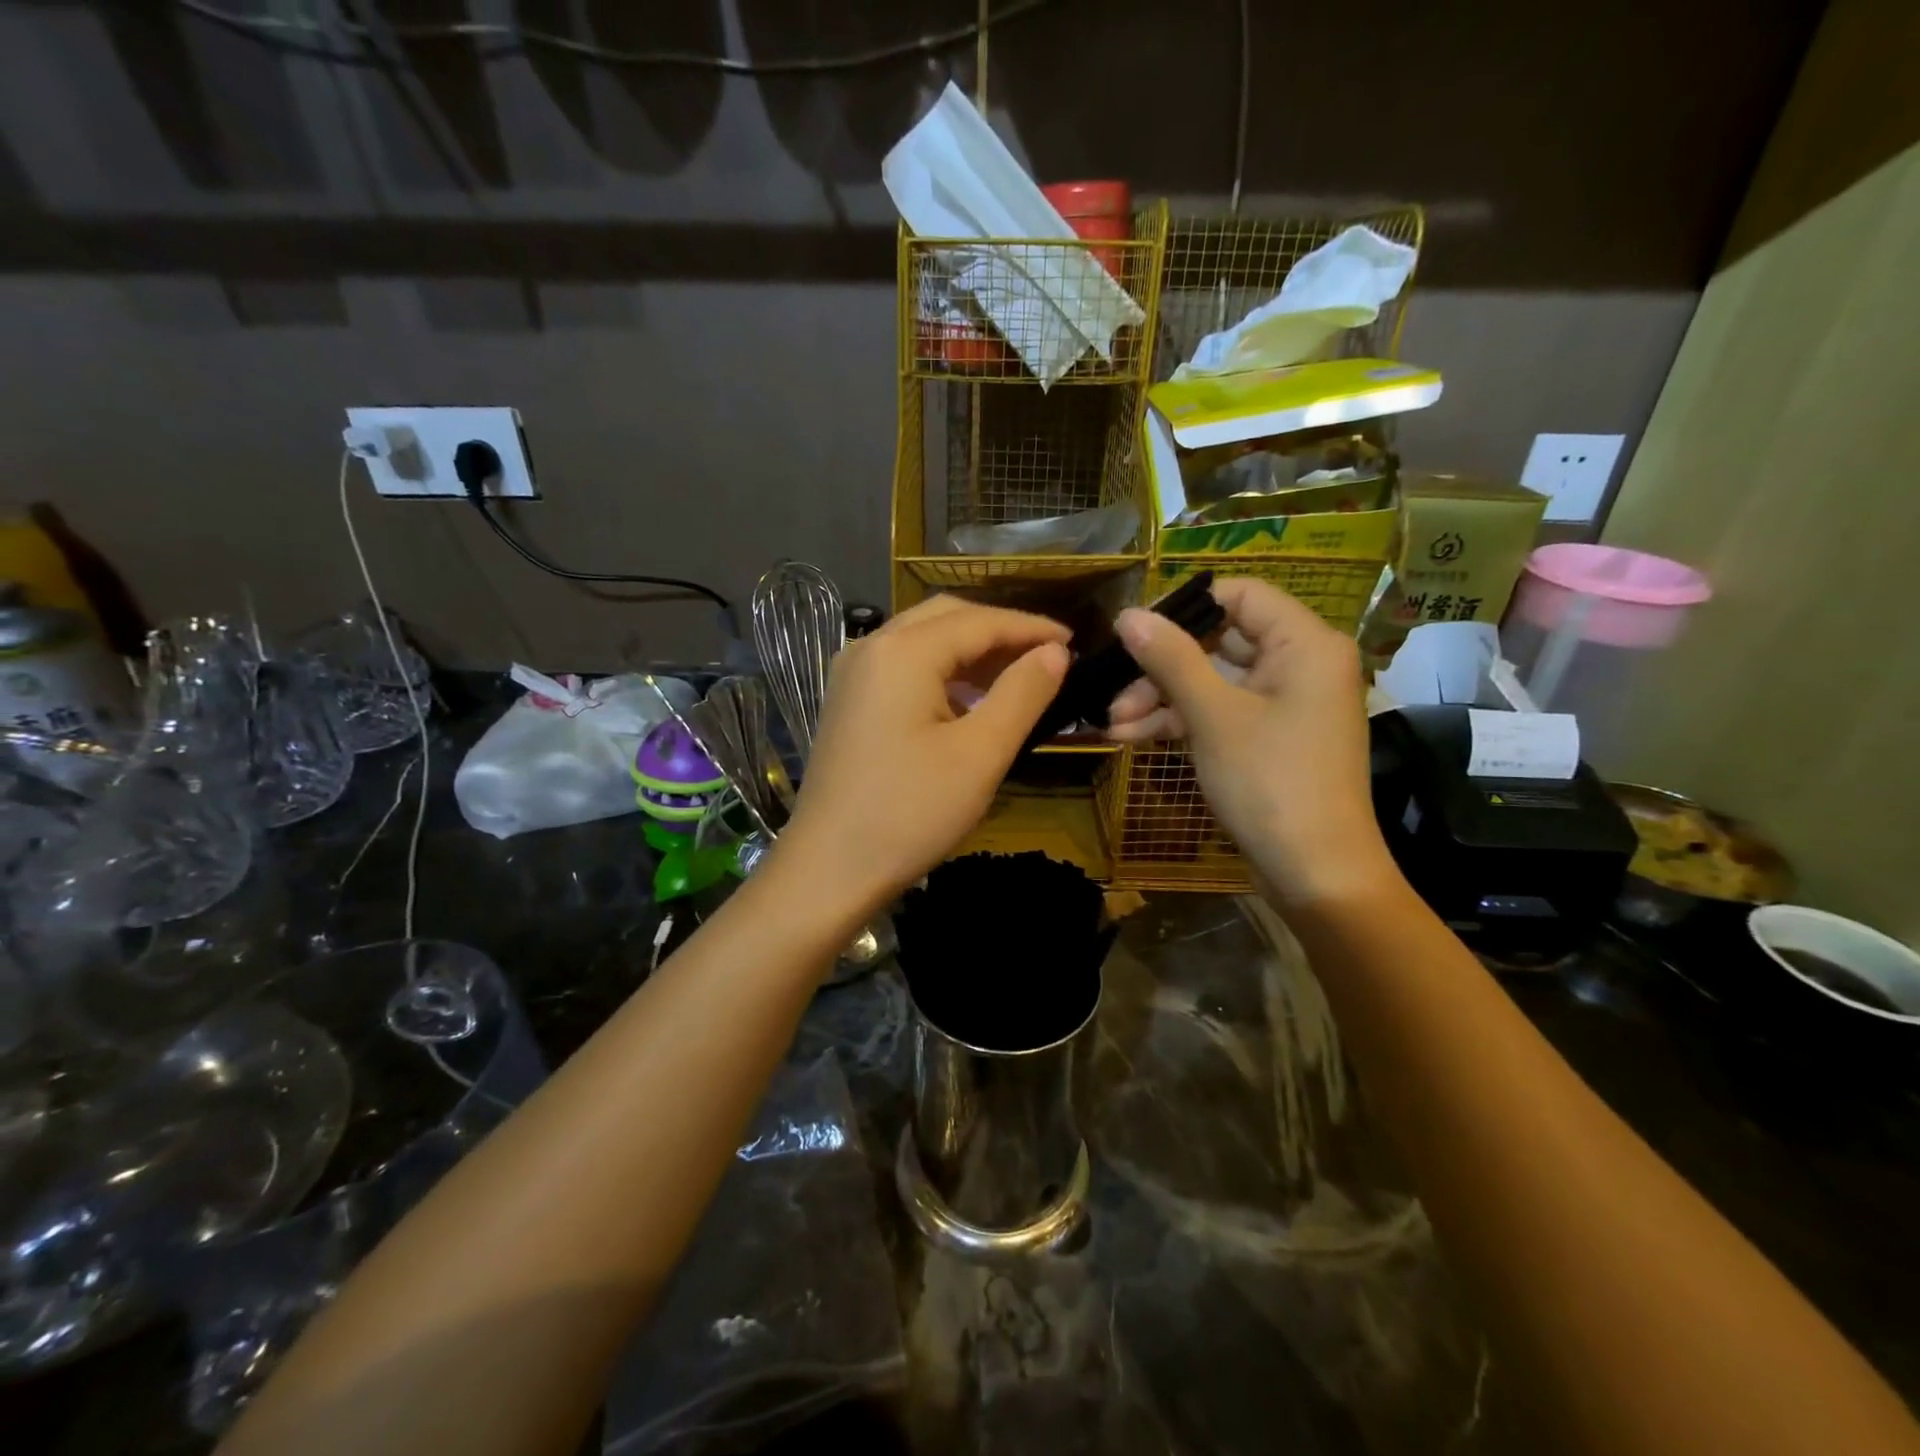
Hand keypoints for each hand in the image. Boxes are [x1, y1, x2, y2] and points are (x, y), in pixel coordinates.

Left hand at [773, 595, 1069, 913]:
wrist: (829, 868)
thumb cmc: (910, 813)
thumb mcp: (980, 754)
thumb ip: (1023, 694)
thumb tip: (1054, 653)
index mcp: (902, 651)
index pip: (979, 621)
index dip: (1030, 628)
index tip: (1074, 642)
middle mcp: (870, 646)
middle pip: (946, 617)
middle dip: (999, 631)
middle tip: (1046, 656)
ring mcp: (852, 673)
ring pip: (922, 639)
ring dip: (970, 650)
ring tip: (1016, 676)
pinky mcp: (847, 701)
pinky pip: (903, 666)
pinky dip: (942, 671)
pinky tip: (968, 700)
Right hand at [1106, 578, 1393, 905]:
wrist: (1315, 873)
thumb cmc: (1270, 783)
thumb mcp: (1213, 716)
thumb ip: (1171, 659)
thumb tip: (1127, 614)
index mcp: (1304, 644)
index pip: (1239, 594)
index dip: (1182, 607)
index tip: (1132, 630)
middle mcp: (1299, 664)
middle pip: (1219, 641)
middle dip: (1160, 666)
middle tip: (1113, 689)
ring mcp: (1284, 703)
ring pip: (1212, 681)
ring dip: (1161, 698)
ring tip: (1111, 723)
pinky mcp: (1268, 737)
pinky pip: (1220, 712)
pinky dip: (1180, 721)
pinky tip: (1131, 736)